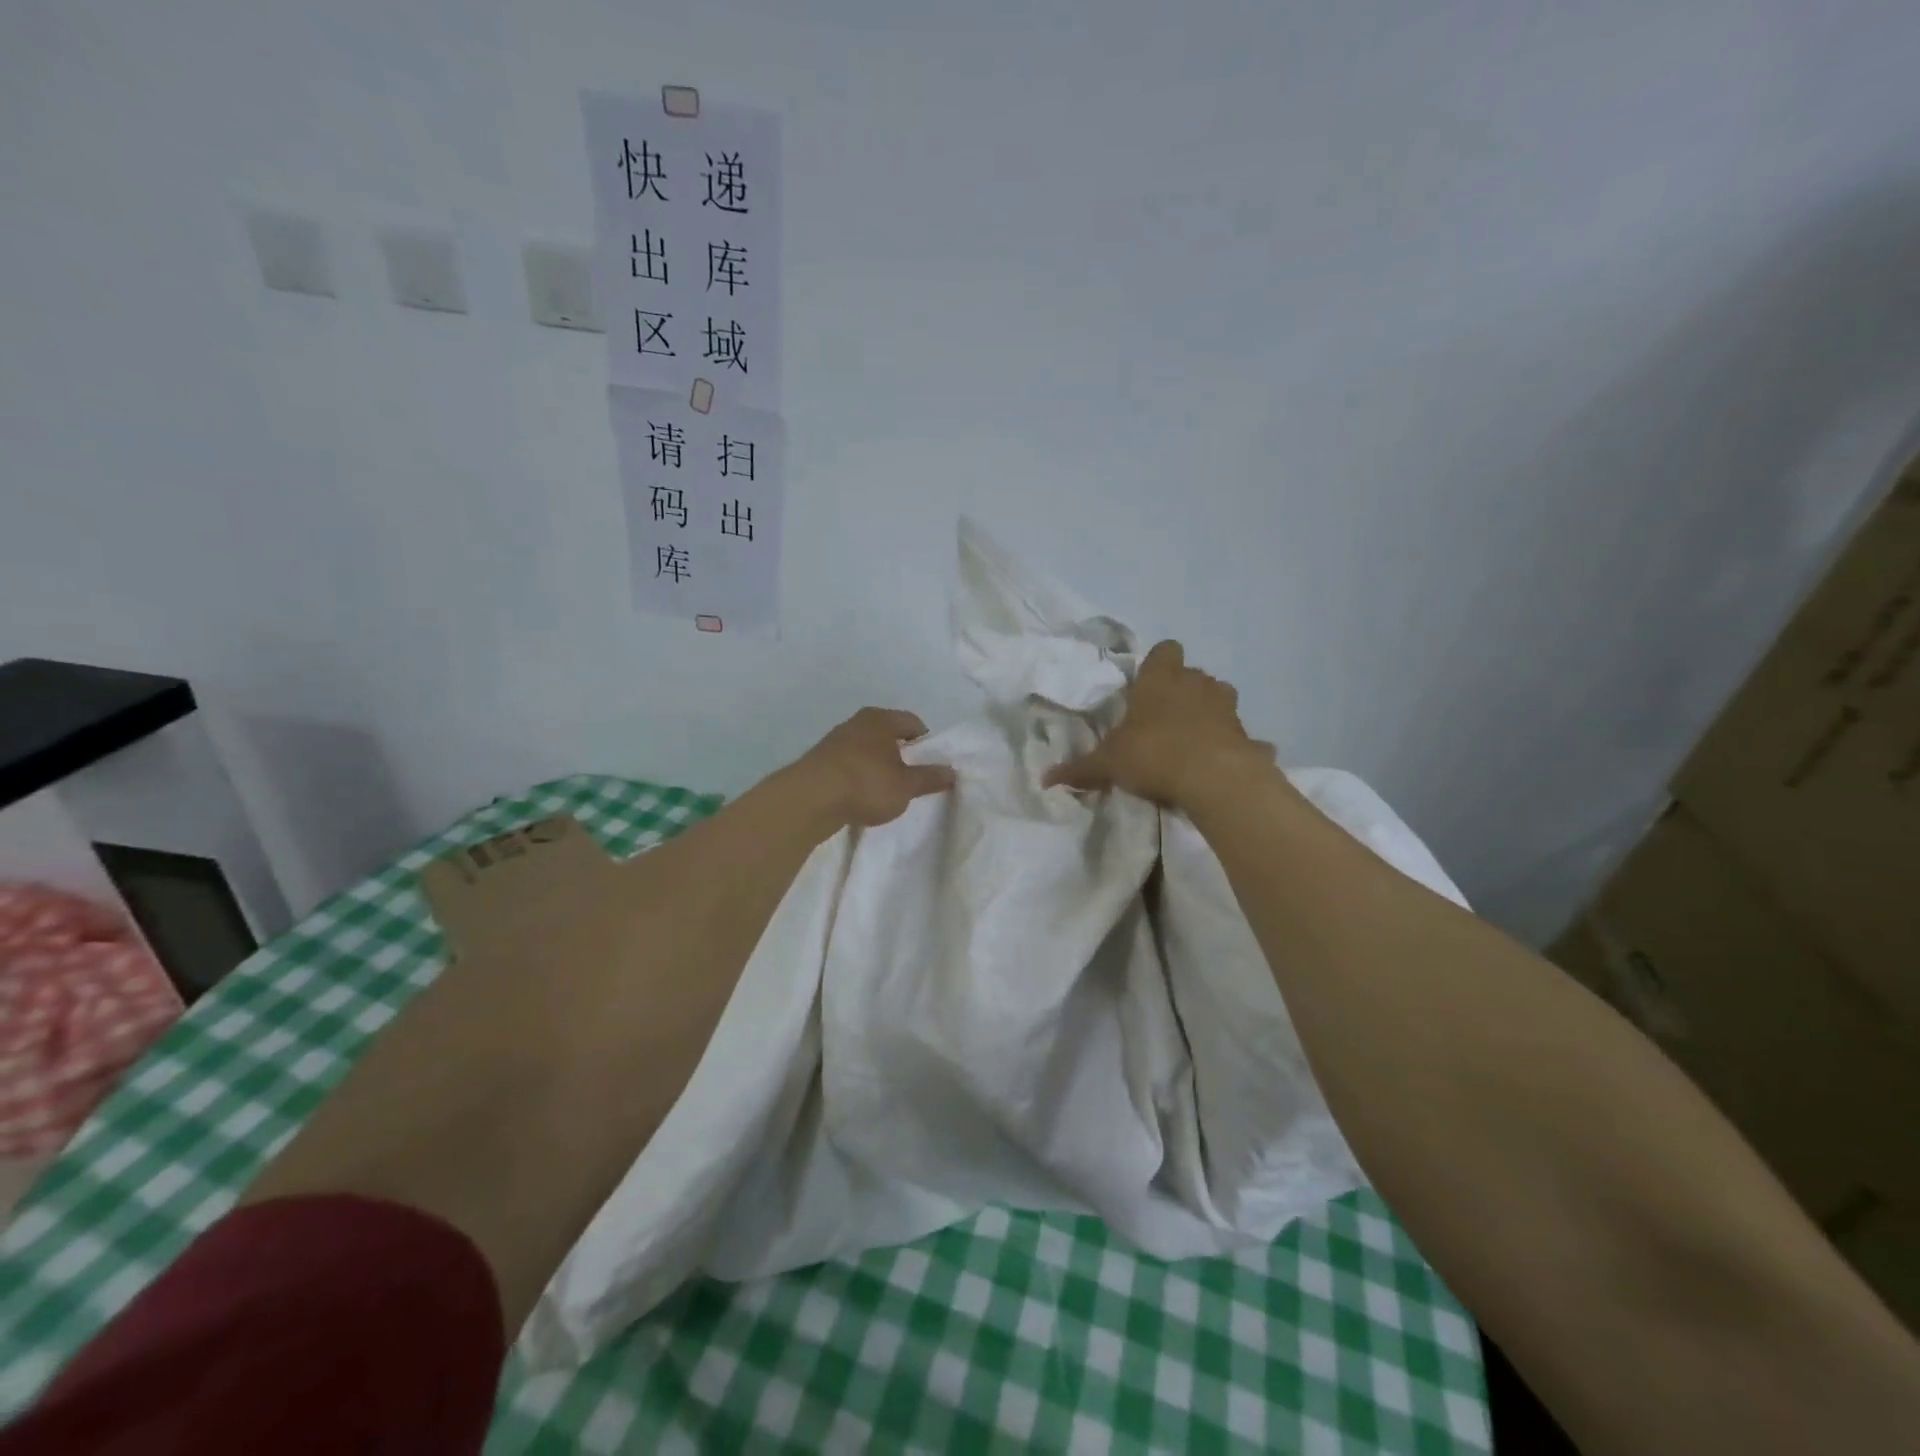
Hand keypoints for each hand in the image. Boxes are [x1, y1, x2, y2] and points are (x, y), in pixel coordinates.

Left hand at [793, 707, 957, 828]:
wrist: (809, 800)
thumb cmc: (866, 784)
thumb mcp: (906, 786)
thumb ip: (929, 777)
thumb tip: (952, 771)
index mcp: (881, 719)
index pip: (913, 722)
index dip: (926, 743)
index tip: (930, 765)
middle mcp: (857, 722)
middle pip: (888, 734)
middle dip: (901, 755)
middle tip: (910, 780)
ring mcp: (835, 740)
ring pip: (867, 750)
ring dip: (878, 766)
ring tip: (885, 792)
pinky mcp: (819, 761)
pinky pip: (849, 765)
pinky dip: (858, 777)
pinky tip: (860, 797)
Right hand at [1044, 641, 1273, 807]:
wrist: (1214, 779)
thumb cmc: (1153, 754)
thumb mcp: (1108, 763)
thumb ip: (1080, 769)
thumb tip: (1045, 779)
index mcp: (1161, 679)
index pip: (1165, 650)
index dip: (1157, 665)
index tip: (1145, 688)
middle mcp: (1197, 684)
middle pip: (1192, 675)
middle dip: (1180, 692)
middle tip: (1161, 722)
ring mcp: (1227, 708)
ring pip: (1218, 699)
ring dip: (1207, 714)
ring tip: (1190, 742)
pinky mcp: (1248, 736)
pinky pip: (1239, 737)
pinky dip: (1231, 747)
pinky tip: (1220, 767)